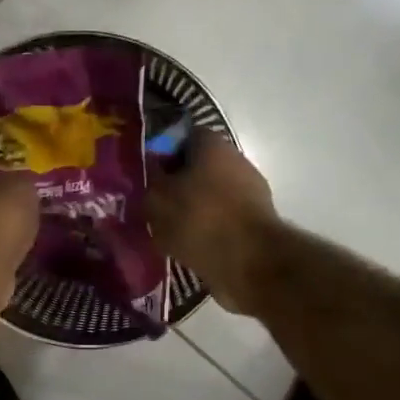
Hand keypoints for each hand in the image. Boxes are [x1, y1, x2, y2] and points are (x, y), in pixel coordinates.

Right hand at [148, 134, 278, 313]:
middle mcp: (235, 161)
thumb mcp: (157, 198)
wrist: (249, 263)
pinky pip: (221, 219)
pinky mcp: (254, 223)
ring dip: (190, 207)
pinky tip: (186, 245)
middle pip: (197, 165)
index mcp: (212, 145)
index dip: (160, 151)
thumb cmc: (199, 219)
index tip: (144, 171)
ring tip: (164, 227)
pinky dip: (205, 228)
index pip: (181, 136)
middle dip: (175, 181)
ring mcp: (249, 192)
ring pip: (209, 194)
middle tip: (151, 200)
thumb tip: (147, 170)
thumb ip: (148, 179)